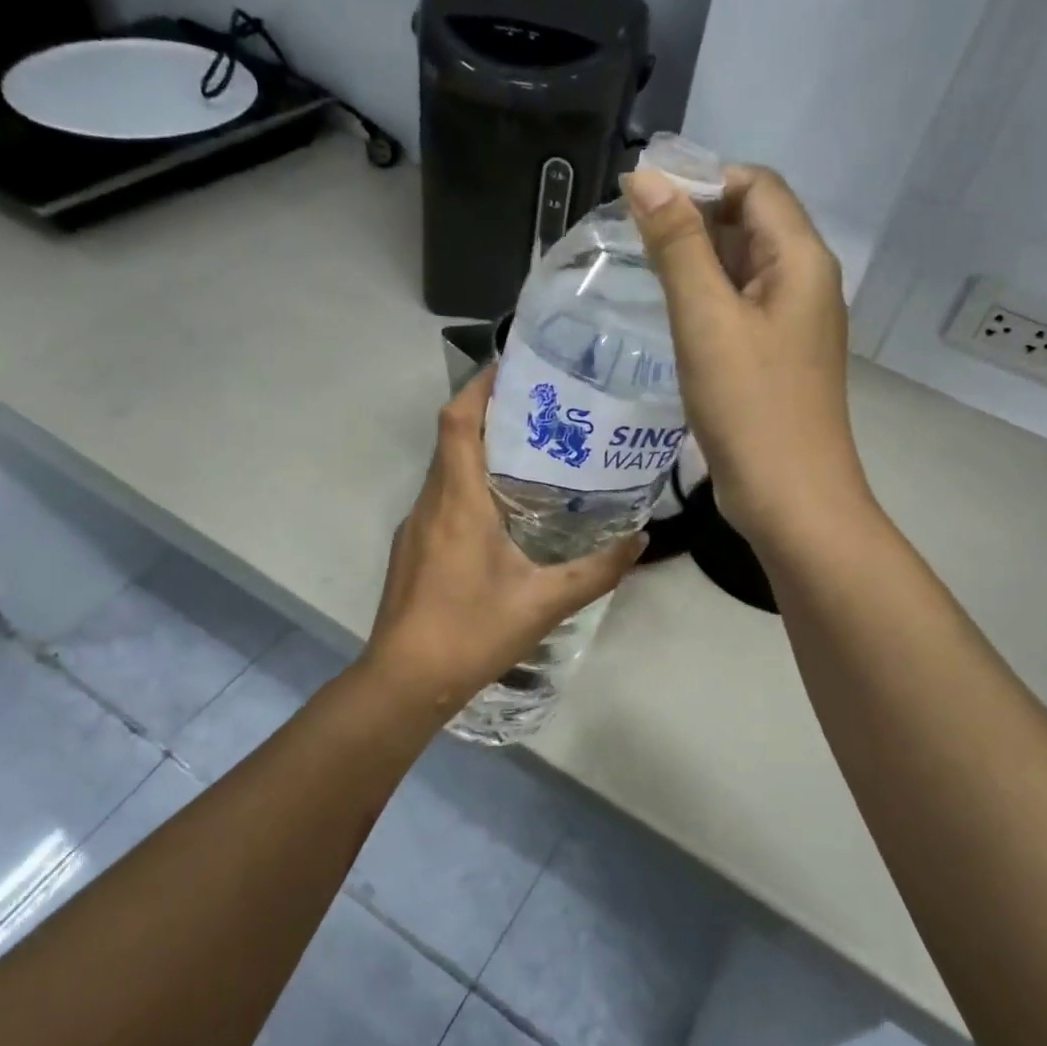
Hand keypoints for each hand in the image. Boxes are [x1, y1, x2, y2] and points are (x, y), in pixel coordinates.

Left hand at [362, 371, 645, 715]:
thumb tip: (641, 539)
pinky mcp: (410, 551)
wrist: (405, 680)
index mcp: (457, 501)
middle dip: (488, 414)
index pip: (457, 420)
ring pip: (445, 472)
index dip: (479, 384)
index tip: (513, 365)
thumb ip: (597, 570)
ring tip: (529, 456)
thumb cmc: (472, 632)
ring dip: (479, 453)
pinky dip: (467, 488)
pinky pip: (440, 501)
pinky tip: (500, 515)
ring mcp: (414, 528)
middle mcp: (429, 503)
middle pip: (452, 439)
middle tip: (541, 410)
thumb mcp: (544, 602)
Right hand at [623, 164, 870, 549]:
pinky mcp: (774, 360)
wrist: (790, 499)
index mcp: (800, 260)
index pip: (755, 185)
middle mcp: (804, 283)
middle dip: (693, 220)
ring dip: (695, 262)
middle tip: (629, 236)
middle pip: (751, 223)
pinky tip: (668, 316)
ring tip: (638, 270)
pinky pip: (739, 310)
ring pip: (741, 270)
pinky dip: (705, 301)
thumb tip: (644, 177)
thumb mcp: (706, 320)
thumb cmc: (750, 407)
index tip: (640, 199)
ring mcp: (792, 325)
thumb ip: (677, 246)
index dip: (700, 179)